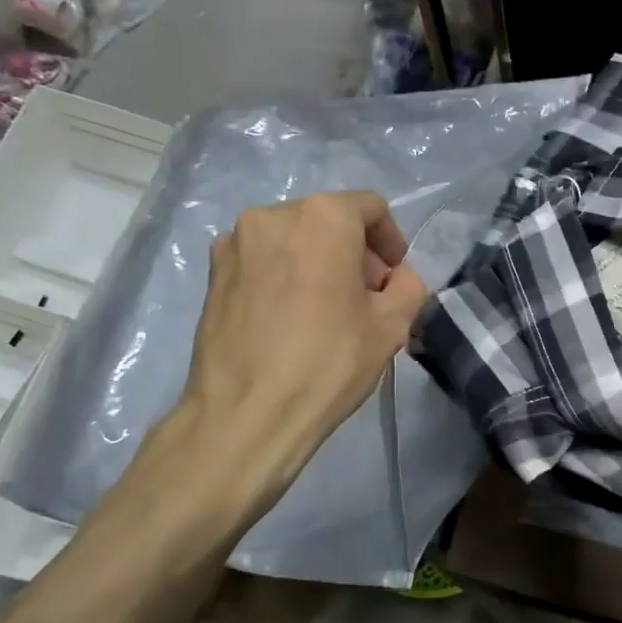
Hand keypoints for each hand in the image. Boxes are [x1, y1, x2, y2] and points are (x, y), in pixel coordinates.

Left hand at [160, 190, 429, 503]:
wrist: (246, 414)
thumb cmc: (327, 363)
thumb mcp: (392, 326)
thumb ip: (409, 286)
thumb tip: (397, 277)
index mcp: (322, 217)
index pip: (370, 207)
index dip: (391, 241)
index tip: (394, 279)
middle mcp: (272, 214)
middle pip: (328, 220)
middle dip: (354, 252)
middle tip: (366, 299)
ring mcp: (235, 242)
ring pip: (293, 240)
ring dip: (317, 263)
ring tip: (325, 311)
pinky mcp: (212, 273)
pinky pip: (262, 260)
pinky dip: (284, 276)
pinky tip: (289, 319)